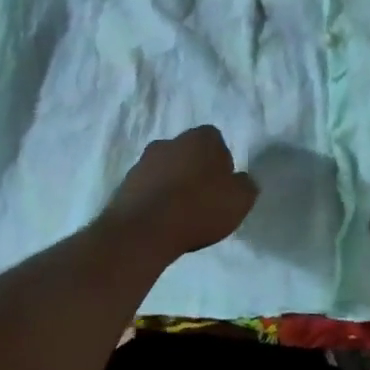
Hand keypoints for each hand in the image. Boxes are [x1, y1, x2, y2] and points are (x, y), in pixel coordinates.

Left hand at [99, 125, 258, 261]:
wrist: (144, 231)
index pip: (215, 140)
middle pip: (188, 153)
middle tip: (204, 199)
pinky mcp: (124, 184)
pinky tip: (162, 221)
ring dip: (173, 185)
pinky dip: (155, 199)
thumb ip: (246, 186)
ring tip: (181, 214)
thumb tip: (241, 181)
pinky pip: (148, 188)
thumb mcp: (239, 200)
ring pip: (166, 169)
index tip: (223, 186)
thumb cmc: (199, 208)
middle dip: (195, 171)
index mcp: (200, 138)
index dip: (221, 162)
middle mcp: (169, 142)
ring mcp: (143, 162)